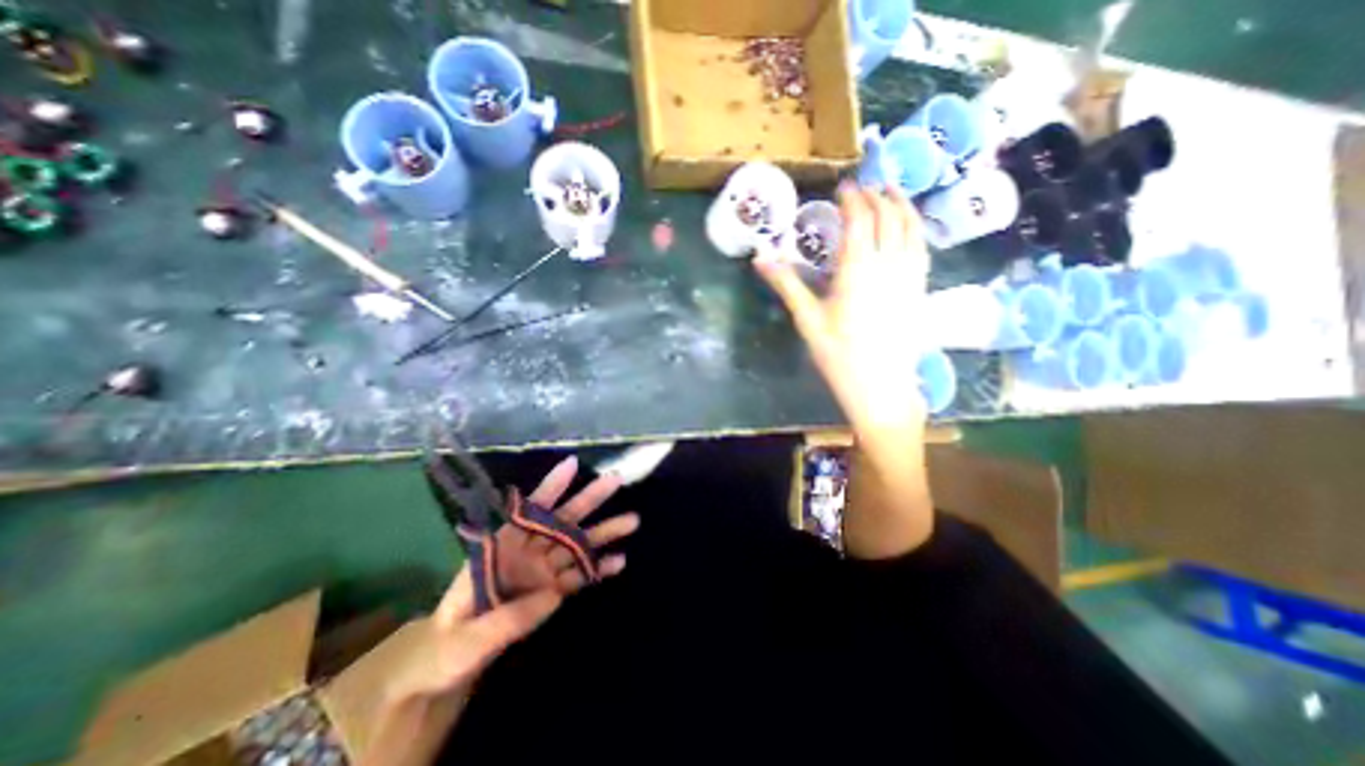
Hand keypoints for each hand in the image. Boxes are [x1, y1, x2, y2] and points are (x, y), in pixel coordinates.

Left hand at [367, 457, 635, 763]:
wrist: (447, 666)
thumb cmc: (446, 644)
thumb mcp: (466, 638)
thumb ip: (505, 619)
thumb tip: (551, 595)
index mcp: (500, 549)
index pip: (528, 512)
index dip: (550, 488)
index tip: (572, 465)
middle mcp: (527, 552)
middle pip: (561, 521)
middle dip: (588, 500)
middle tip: (615, 481)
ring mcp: (543, 571)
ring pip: (577, 545)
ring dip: (604, 532)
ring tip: (633, 520)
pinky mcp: (553, 590)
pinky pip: (580, 575)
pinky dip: (599, 567)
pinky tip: (620, 561)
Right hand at [750, 182, 933, 448]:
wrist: (879, 385)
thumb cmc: (838, 353)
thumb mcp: (807, 318)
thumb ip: (786, 283)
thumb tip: (759, 258)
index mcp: (858, 268)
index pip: (859, 219)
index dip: (852, 198)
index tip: (843, 187)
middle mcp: (888, 263)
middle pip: (887, 216)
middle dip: (876, 195)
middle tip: (864, 187)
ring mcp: (909, 275)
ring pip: (912, 227)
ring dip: (902, 205)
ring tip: (892, 192)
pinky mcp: (919, 288)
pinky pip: (922, 246)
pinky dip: (915, 227)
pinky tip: (910, 227)